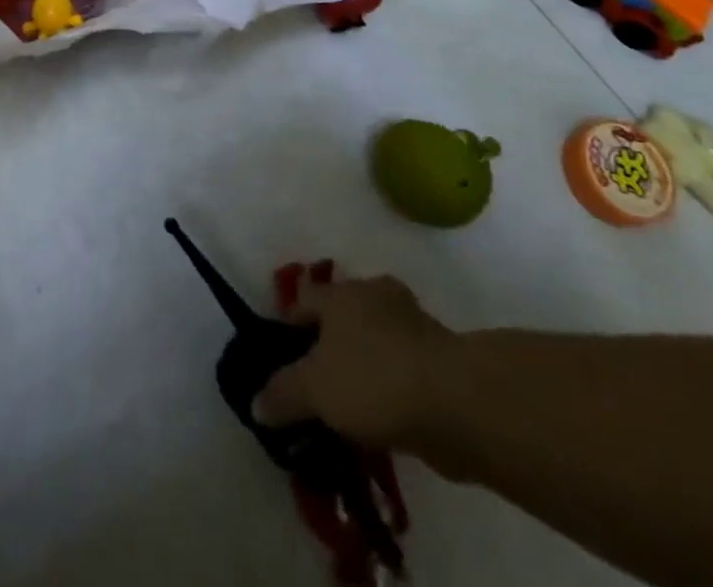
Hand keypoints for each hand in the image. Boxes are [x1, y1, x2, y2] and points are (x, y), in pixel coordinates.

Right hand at [253, 274, 459, 456]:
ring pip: (374, 341)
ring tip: (349, 409)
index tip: (281, 357)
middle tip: (315, 384)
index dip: (288, 325)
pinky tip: (382, 419)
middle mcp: (374, 295)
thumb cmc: (374, 379)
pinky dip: (390, 386)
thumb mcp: (315, 390)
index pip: (304, 298)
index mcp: (341, 292)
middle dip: (329, 345)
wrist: (458, 402)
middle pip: (341, 317)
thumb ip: (283, 394)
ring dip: (363, 366)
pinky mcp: (439, 356)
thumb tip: (255, 403)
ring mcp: (412, 323)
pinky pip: (400, 367)